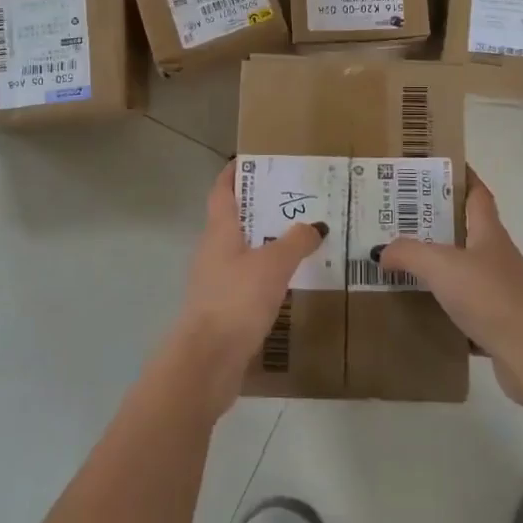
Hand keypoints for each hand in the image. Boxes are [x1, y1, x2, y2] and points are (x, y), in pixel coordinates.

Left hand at [165, 161, 324, 413]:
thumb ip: (295, 242)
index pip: (222, 192)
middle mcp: (213, 252)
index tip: (252, 159)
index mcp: (219, 232)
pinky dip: (267, 275)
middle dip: (260, 208)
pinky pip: (249, 282)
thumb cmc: (236, 300)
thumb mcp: (273, 265)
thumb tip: (315, 226)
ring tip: (300, 238)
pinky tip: (291, 281)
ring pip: (243, 252)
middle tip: (295, 198)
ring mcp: (216, 283)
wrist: (207, 363)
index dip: (233, 173)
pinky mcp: (224, 311)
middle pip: (234, 220)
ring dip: (266, 243)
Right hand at [371, 169, 522, 394]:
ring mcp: (503, 290)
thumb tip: (382, 251)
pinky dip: (450, 307)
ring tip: (409, 267)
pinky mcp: (501, 323)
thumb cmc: (487, 295)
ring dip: (444, 268)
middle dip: (441, 224)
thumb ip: (408, 253)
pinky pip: (470, 308)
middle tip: (405, 220)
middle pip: (470, 231)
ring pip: (469, 271)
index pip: (478, 194)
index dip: (463, 178)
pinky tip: (427, 314)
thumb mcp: (440, 266)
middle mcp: (499, 256)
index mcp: (489, 233)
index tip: (440, 169)